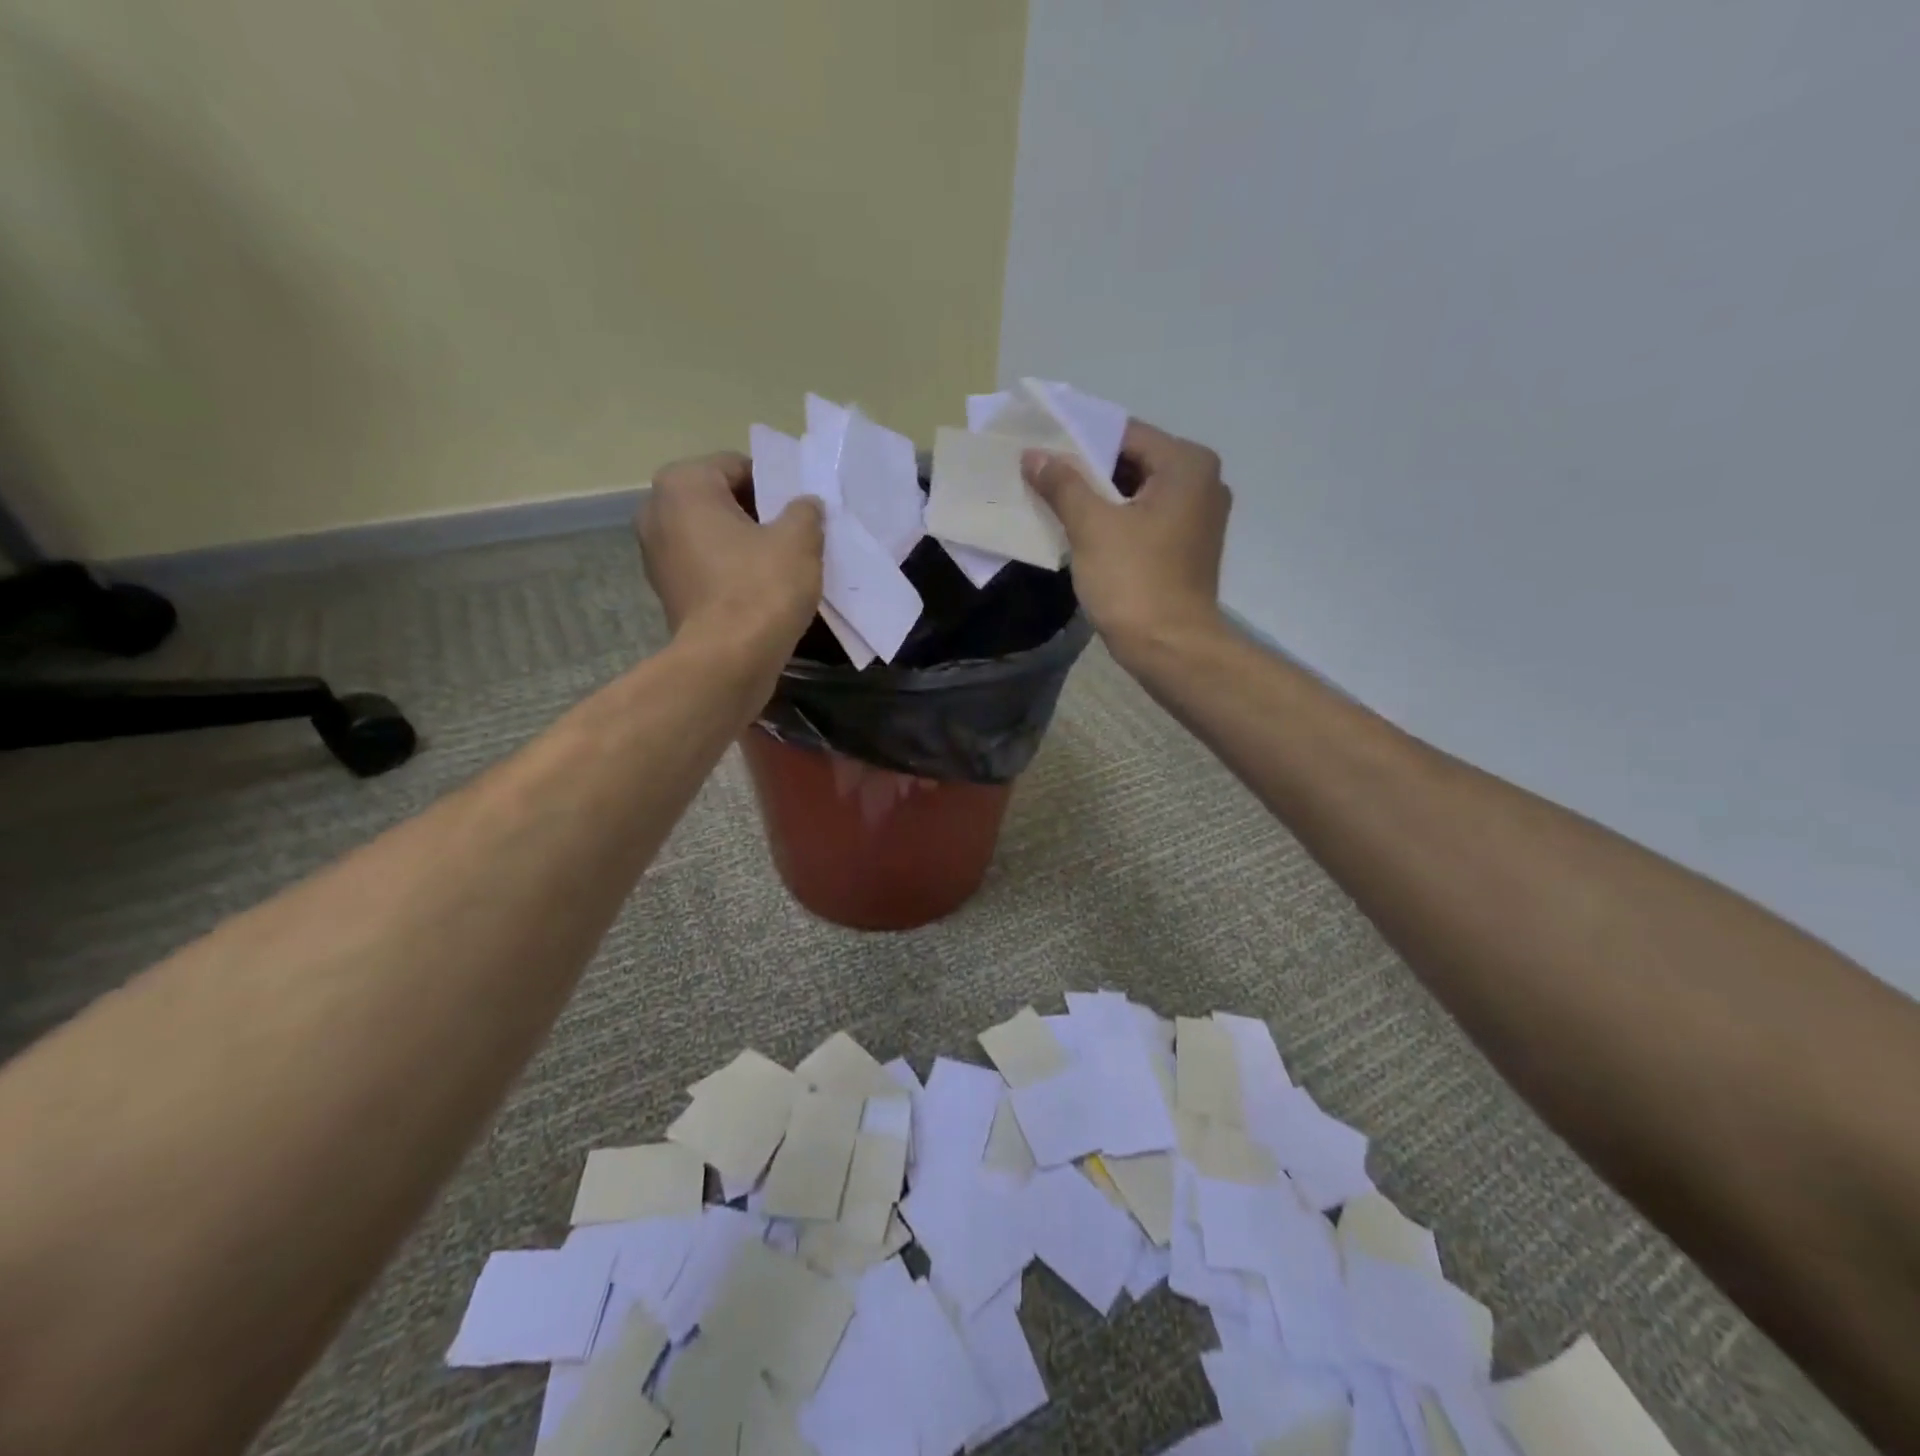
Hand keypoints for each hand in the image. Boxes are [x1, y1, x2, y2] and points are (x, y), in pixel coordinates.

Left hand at [637, 453, 824, 650]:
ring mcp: (655, 555)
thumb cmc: (761, 587)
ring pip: (712, 535)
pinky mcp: (666, 592)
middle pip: (721, 500)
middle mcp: (657, 511)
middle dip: (757, 514)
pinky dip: (730, 571)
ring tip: (782, 563)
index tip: (800, 509)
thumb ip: (805, 511)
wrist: (728, 661)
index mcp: (683, 484)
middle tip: (796, 533)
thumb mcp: (799, 539)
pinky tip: (762, 589)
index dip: (775, 485)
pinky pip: (705, 567)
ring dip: (744, 544)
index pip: (738, 466)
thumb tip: (805, 506)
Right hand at [1022, 420, 1231, 656]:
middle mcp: (1202, 481)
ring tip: (1054, 501)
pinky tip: (1082, 529)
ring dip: (1098, 496)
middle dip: (1087, 470)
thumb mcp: (1092, 526)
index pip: (1124, 434)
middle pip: (1133, 461)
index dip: (1079, 440)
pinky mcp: (1188, 545)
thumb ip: (1062, 484)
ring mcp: (1199, 515)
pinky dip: (1116, 519)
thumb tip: (1034, 455)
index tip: (1041, 450)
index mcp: (1187, 464)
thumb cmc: (1134, 581)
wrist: (1170, 648)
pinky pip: (1145, 517)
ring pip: (1137, 491)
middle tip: (1041, 476)